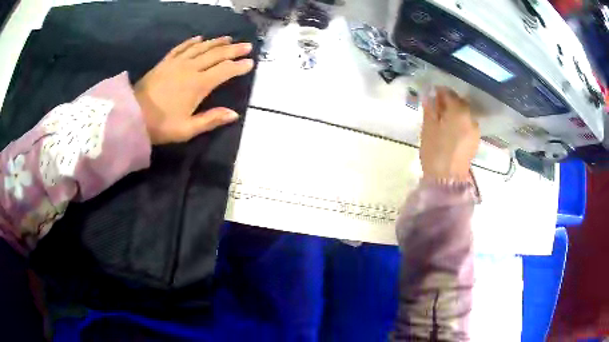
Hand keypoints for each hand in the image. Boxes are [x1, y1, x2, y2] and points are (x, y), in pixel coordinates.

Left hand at [134, 36, 253, 144]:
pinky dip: (191, 42)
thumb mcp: (187, 129)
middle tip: (247, 45)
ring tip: (228, 38)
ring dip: (216, 42)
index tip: (250, 63)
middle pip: (216, 55)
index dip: (239, 66)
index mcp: (198, 85)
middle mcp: (190, 68)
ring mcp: (176, 63)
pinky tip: (199, 38)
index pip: (224, 71)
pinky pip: (181, 47)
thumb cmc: (160, 125)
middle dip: (233, 50)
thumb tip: (234, 114)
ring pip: (201, 47)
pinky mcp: (165, 62)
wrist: (131, 115)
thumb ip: (211, 119)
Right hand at [420, 87, 479, 181]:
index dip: (439, 92)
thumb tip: (429, 94)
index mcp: (459, 111)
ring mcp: (475, 130)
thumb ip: (430, 108)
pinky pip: (467, 125)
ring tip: (444, 120)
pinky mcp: (475, 141)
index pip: (449, 93)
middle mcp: (471, 117)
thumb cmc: (435, 151)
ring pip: (464, 114)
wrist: (448, 179)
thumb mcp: (428, 127)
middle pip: (460, 103)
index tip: (431, 94)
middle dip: (449, 102)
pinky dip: (460, 123)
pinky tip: (452, 130)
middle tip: (437, 107)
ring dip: (455, 113)